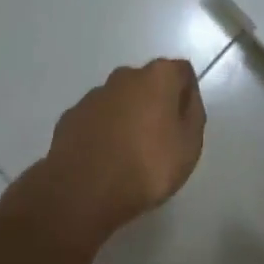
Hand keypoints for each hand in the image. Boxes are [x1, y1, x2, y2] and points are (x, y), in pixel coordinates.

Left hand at [28, 58, 205, 248]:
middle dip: (155, 104)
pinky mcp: (70, 117)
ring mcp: (94, 95)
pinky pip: (95, 119)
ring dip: (126, 117)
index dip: (187, 96)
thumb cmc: (146, 166)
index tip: (184, 125)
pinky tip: (103, 160)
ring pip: (119, 100)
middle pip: (148, 83)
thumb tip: (184, 102)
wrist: (82, 191)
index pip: (182, 72)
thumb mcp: (189, 146)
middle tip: (158, 141)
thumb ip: (193, 116)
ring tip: (127, 155)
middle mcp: (125, 75)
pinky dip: (102, 132)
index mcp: (158, 76)